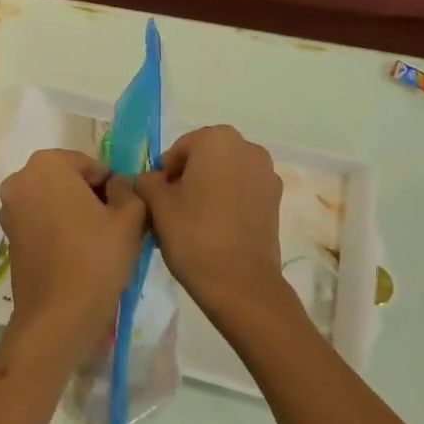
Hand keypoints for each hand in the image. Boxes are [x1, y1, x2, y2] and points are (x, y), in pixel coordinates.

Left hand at [0, 149, 146, 346]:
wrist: (58, 317)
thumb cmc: (96, 258)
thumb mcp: (130, 216)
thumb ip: (128, 189)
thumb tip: (117, 186)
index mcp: (48, 164)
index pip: (92, 167)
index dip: (112, 189)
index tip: (122, 215)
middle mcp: (21, 178)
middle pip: (70, 180)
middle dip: (91, 198)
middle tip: (112, 228)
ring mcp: (9, 208)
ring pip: (55, 201)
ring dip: (75, 213)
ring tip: (96, 244)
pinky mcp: (8, 235)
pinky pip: (41, 221)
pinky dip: (58, 229)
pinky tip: (76, 254)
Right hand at [134, 125, 290, 326]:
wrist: (241, 284)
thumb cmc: (194, 235)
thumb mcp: (157, 205)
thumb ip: (147, 182)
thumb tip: (150, 180)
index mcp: (217, 139)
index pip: (179, 150)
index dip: (164, 175)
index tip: (157, 202)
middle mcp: (247, 147)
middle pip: (204, 159)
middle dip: (186, 180)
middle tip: (171, 213)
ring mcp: (266, 173)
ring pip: (225, 175)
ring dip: (207, 191)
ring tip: (192, 224)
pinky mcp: (276, 200)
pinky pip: (243, 191)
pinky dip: (228, 202)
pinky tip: (216, 230)